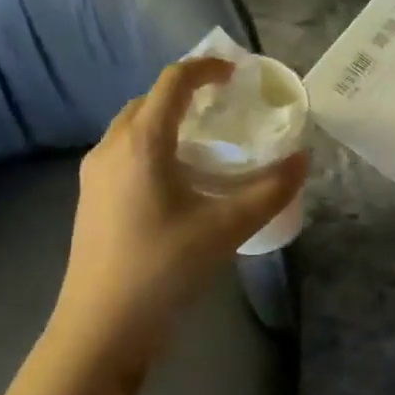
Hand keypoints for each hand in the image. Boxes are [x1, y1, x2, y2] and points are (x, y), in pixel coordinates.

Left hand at [56, 58, 307, 374]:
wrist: (101, 326)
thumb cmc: (163, 268)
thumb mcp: (226, 228)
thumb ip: (270, 191)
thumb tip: (303, 160)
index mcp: (141, 143)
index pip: (172, 82)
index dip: (205, 68)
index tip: (236, 73)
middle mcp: (111, 148)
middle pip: (149, 102)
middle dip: (186, 95)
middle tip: (224, 109)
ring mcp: (95, 175)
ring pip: (133, 128)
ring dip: (168, 123)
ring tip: (206, 143)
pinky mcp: (91, 199)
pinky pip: (124, 153)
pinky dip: (154, 148)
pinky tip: (178, 181)